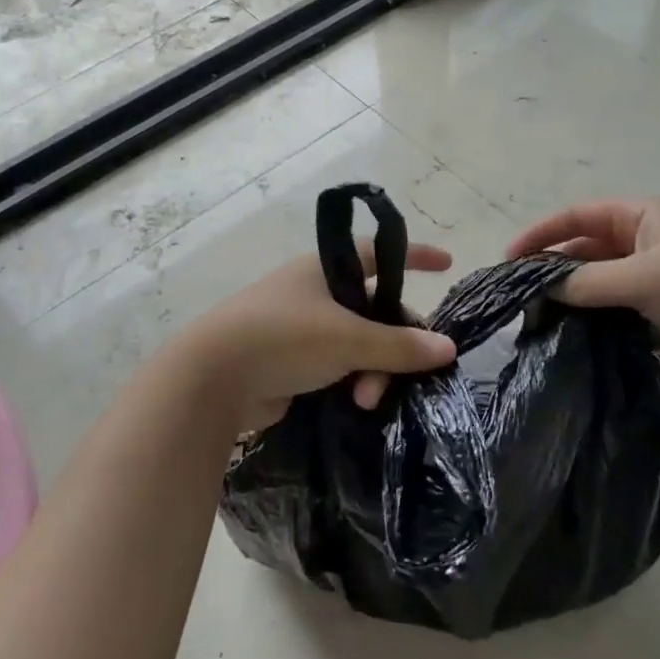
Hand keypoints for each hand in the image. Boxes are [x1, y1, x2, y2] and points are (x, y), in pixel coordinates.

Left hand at [172, 242, 458, 432]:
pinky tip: (354, 405)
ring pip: (357, 344)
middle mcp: (313, 293)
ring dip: (370, 371)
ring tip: (363, 400)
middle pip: (373, 310)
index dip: (414, 256)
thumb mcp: (348, 339)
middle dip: (391, 343)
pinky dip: (350, 383)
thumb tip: (448, 347)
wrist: (211, 379)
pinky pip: (337, 368)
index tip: (447, 264)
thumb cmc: (282, 338)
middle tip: (397, 373)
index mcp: (323, 269)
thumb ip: (399, 345)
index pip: (378, 253)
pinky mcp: (290, 363)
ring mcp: (300, 329)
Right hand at [507, 198, 659, 388]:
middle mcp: (643, 241)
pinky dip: (588, 316)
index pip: (580, 215)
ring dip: (568, 293)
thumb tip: (544, 289)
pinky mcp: (655, 310)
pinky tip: (564, 332)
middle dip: (551, 265)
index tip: (509, 257)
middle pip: (584, 247)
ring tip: (533, 314)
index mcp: (643, 216)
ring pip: (595, 280)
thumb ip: (590, 281)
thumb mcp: (645, 277)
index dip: (542, 232)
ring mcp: (650, 277)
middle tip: (517, 292)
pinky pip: (611, 307)